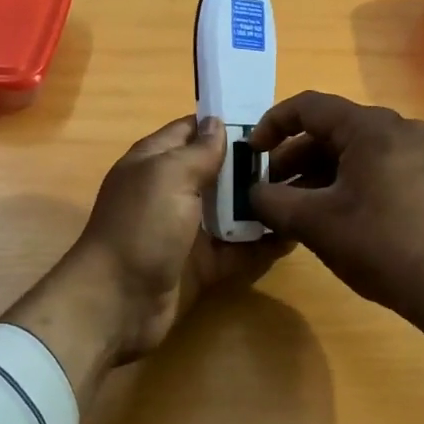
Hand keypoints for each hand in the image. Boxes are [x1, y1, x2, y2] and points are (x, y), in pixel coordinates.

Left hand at [5, 115, 285, 404]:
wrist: (117, 303)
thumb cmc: (141, 228)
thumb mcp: (168, 176)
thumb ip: (198, 151)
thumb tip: (217, 122)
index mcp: (156, 162)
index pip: (192, 131)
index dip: (225, 123)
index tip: (269, 121)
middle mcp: (172, 192)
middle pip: (217, 171)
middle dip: (252, 164)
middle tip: (300, 158)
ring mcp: (187, 230)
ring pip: (231, 210)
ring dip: (262, 203)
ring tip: (306, 192)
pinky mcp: (202, 264)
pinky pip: (238, 249)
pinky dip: (262, 243)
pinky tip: (294, 233)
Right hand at [248, 91, 423, 390]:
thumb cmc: (380, 245)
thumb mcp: (314, 223)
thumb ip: (272, 201)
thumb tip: (254, 194)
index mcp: (370, 127)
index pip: (308, 106)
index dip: (271, 125)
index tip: (250, 153)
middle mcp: (398, 128)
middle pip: (332, 129)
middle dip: (293, 157)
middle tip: (269, 189)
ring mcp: (418, 153)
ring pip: (353, 150)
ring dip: (317, 173)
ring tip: (294, 208)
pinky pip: (375, 166)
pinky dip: (345, 182)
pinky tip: (330, 215)